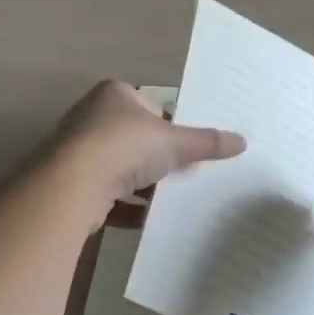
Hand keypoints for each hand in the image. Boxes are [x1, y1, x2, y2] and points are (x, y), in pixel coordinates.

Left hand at [40, 80, 245, 213]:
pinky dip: (125, 207)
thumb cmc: (125, 146)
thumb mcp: (174, 142)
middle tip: (184, 175)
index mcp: (115, 94)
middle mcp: (92, 116)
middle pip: (135, 138)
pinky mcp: (71, 183)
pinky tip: (146, 220)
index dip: (172, 126)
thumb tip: (242, 141)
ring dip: (142, 185)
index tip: (189, 148)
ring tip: (169, 200)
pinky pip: (106, 194)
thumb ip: (206, 142)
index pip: (152, 106)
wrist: (71, 185)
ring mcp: (78, 150)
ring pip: (120, 168)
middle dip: (158, 158)